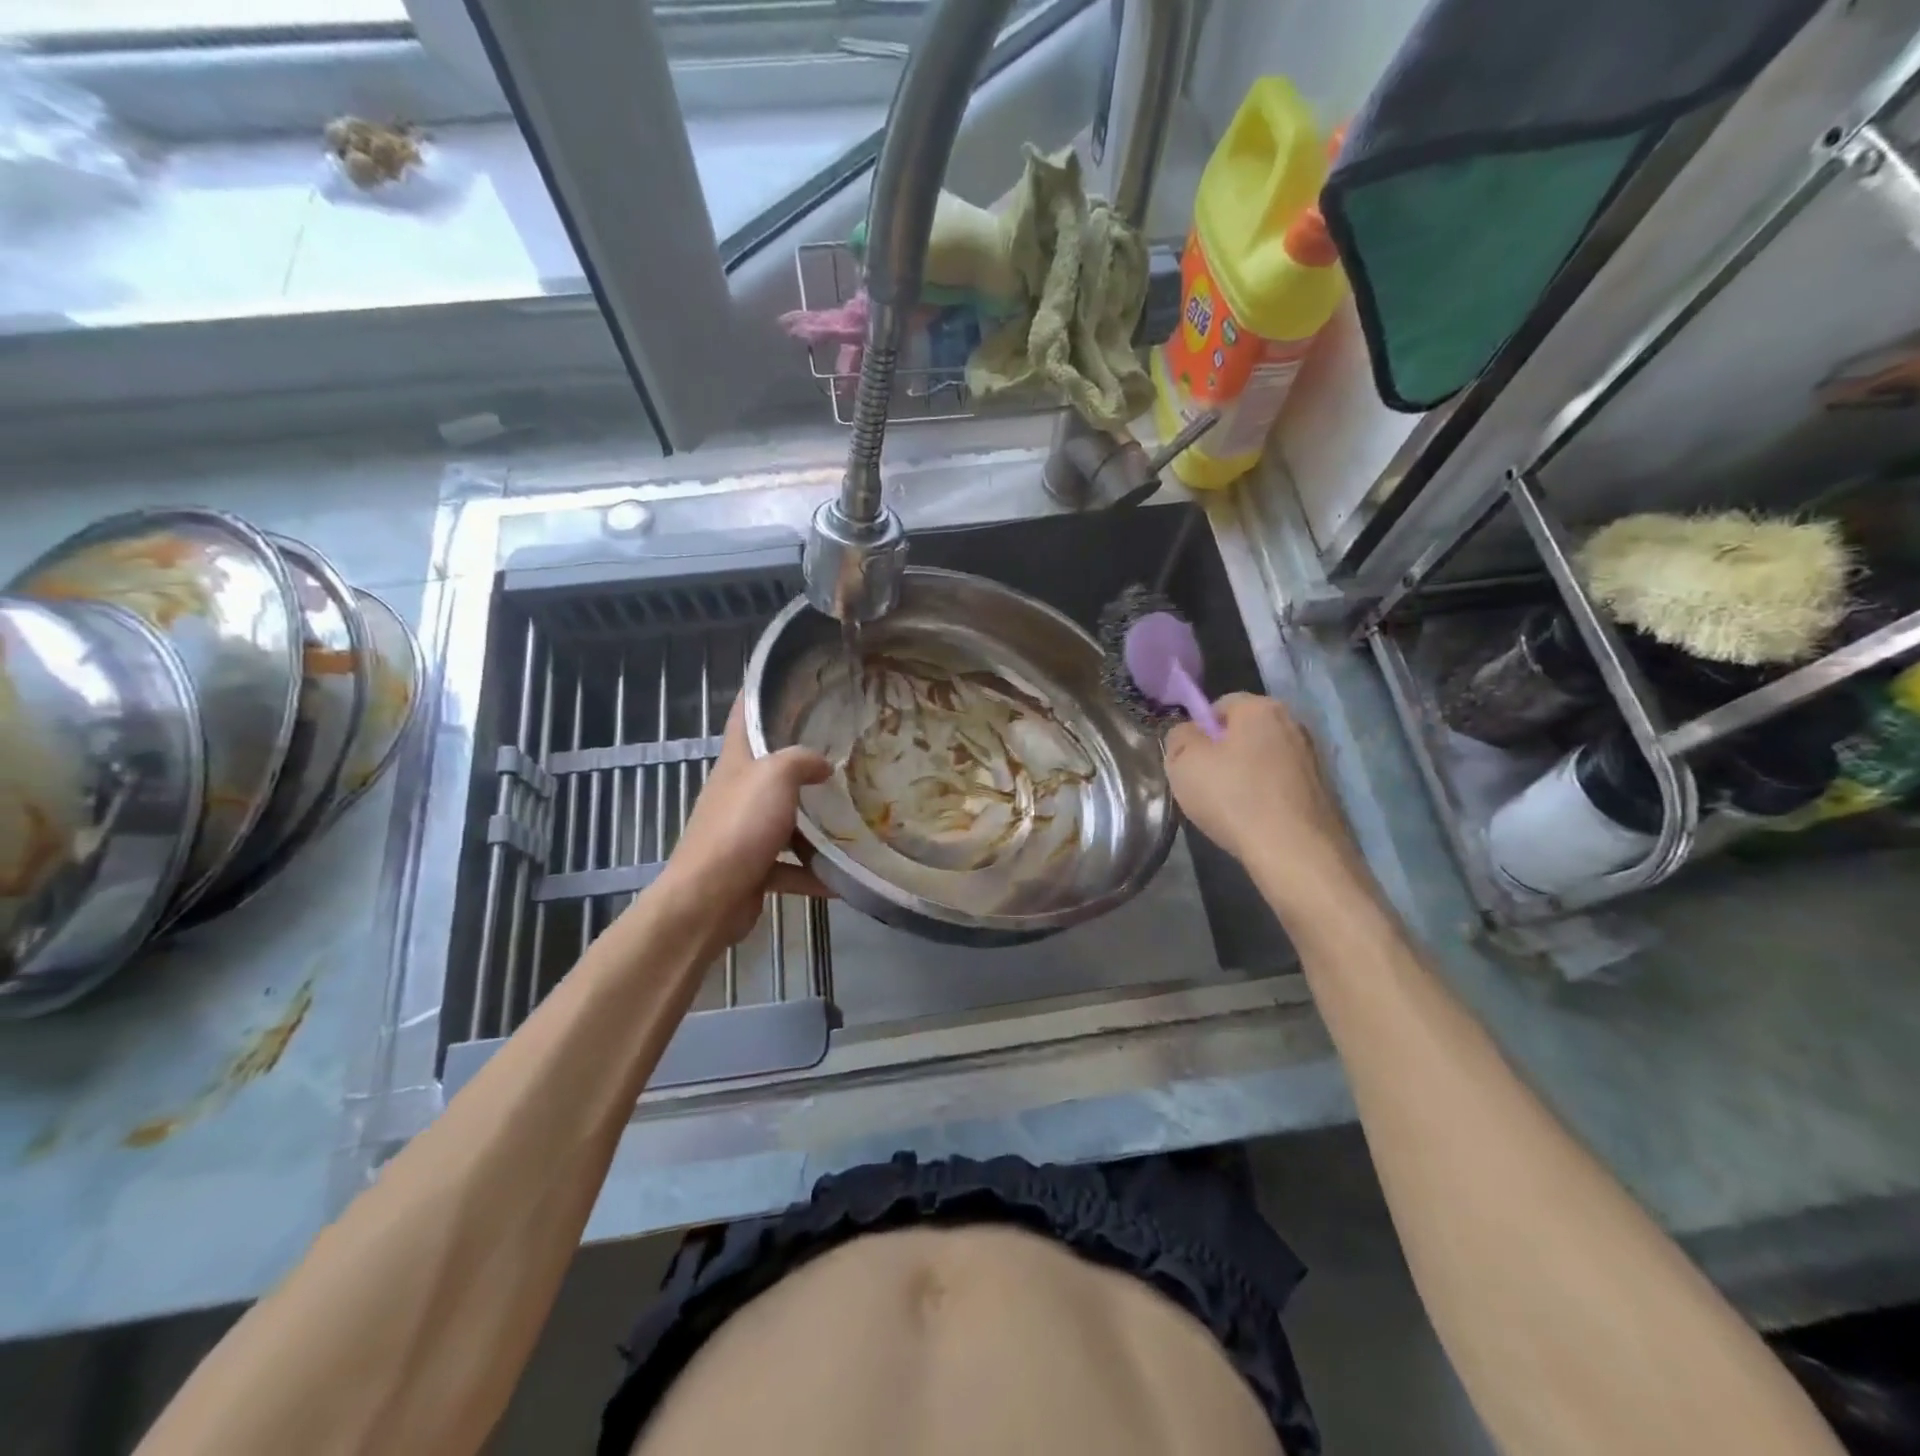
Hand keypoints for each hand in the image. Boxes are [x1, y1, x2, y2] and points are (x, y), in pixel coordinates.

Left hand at [651, 697, 832, 947]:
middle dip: (802, 762)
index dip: (758, 693)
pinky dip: (813, 873)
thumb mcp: (775, 777)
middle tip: (843, 753)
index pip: (743, 716)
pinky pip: (789, 867)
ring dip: (813, 823)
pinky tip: (842, 877)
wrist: (708, 898)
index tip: (787, 680)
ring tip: (852, 816)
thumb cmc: (740, 827)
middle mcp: (736, 793)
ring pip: (783, 820)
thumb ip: (802, 760)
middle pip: (769, 769)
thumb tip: (822, 764)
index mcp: (736, 763)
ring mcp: (743, 833)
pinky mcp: (752, 869)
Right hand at [1165, 693, 1366, 894]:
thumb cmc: (1233, 798)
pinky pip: (1281, 785)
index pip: (1220, 704)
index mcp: (1261, 708)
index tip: (1190, 761)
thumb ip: (1178, 737)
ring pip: (1264, 759)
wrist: (1295, 852)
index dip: (1199, 730)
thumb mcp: (1183, 763)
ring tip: (1229, 808)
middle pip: (1245, 732)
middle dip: (1223, 752)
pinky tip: (1253, 821)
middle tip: (1204, 784)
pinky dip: (1266, 797)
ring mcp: (1313, 758)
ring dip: (1245, 776)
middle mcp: (1294, 724)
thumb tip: (1187, 733)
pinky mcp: (1323, 791)